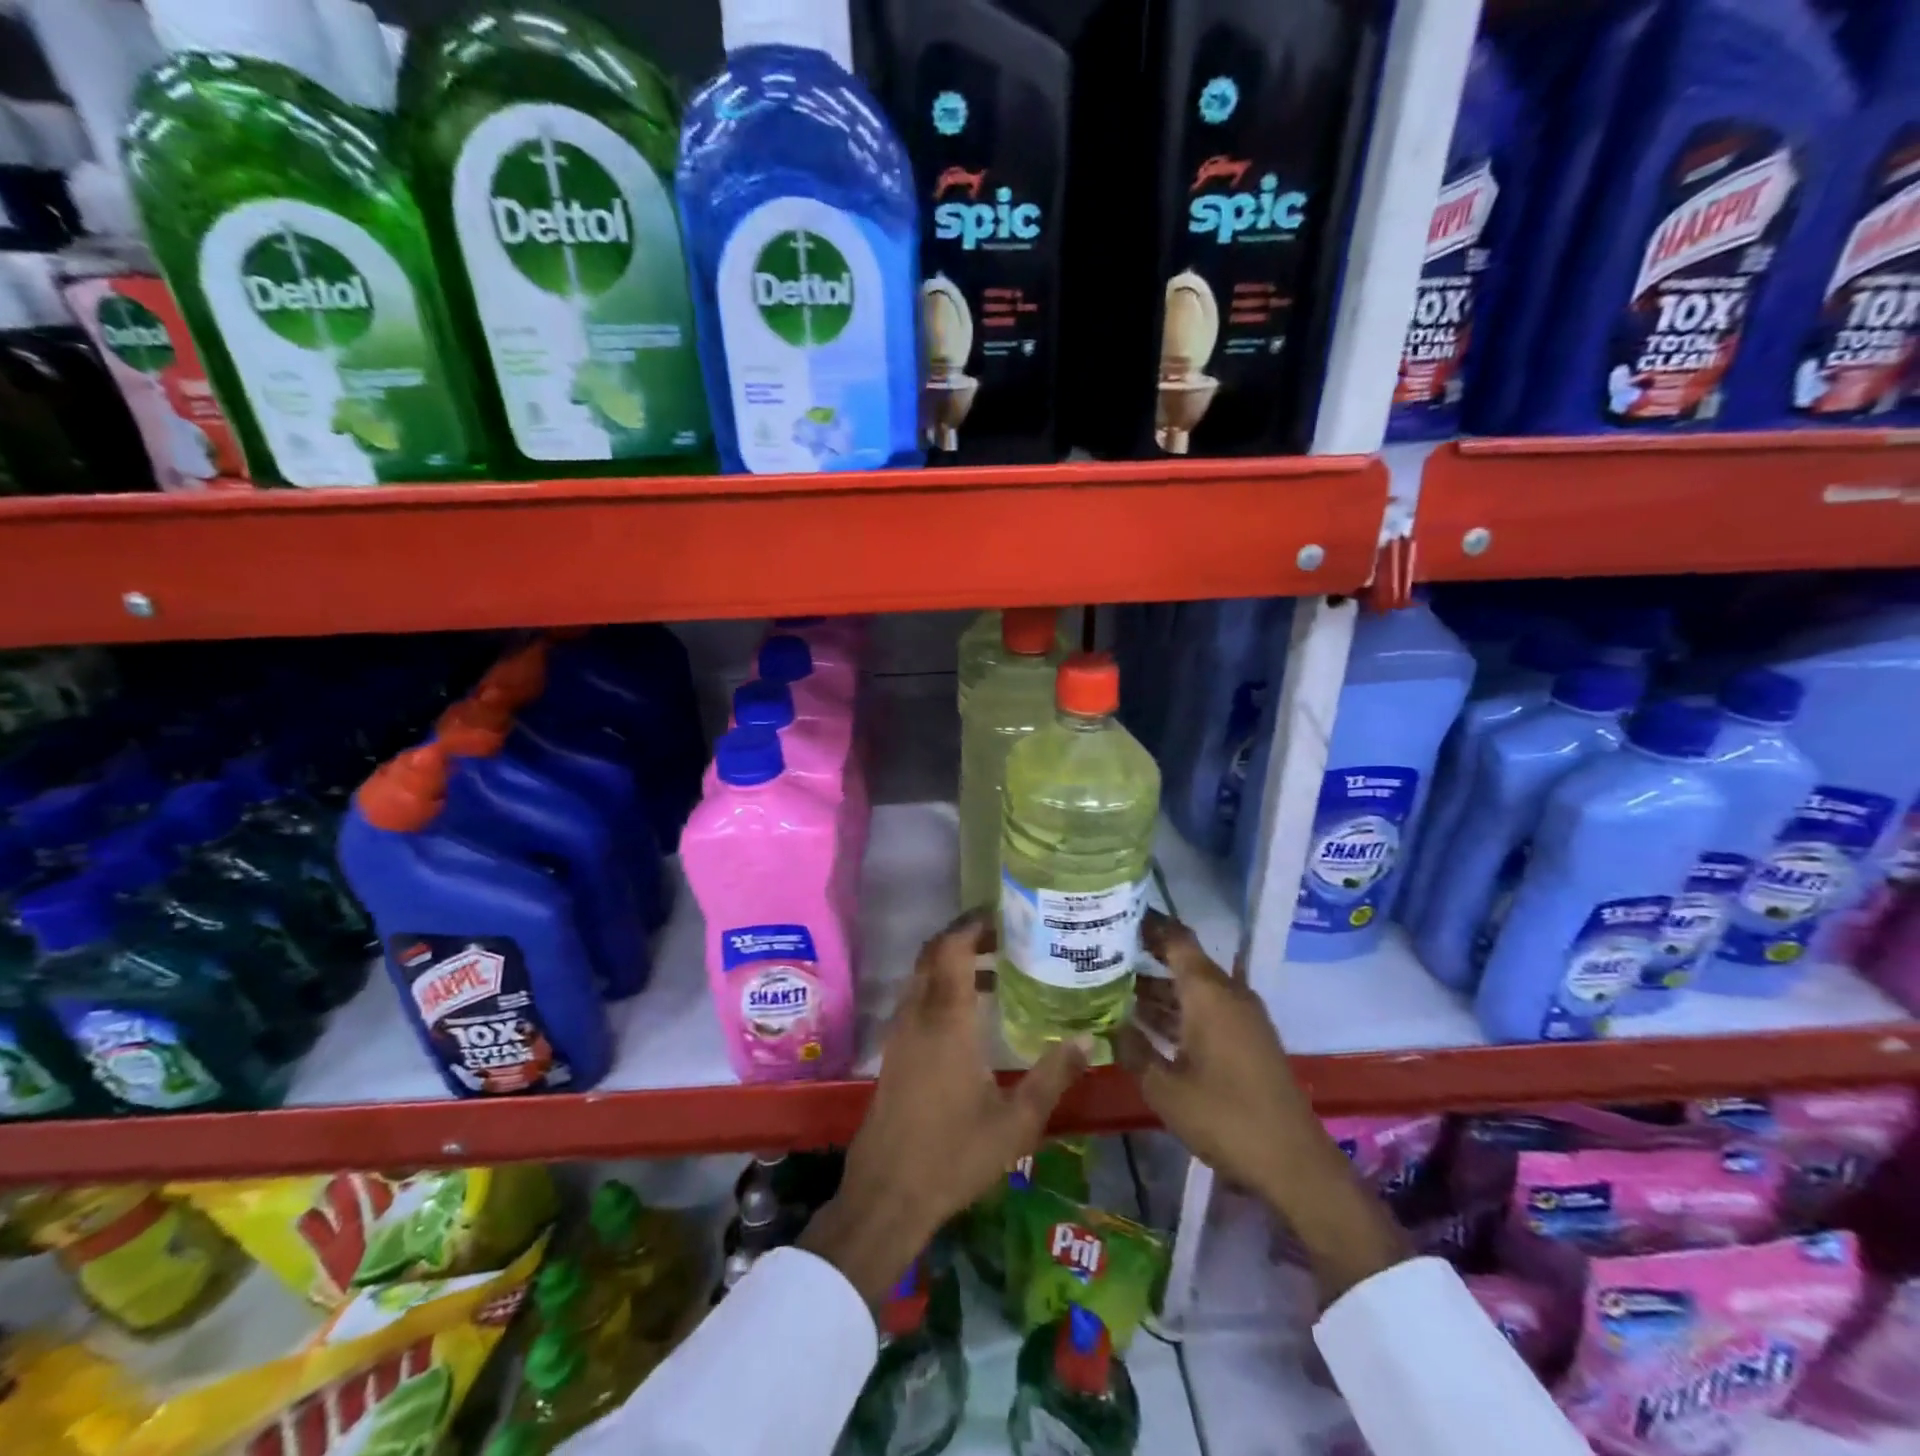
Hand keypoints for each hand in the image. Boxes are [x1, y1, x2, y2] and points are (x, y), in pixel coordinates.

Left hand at [801, 911, 1087, 1302]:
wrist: (887, 1193)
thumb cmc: (954, 1155)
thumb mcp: (1016, 1123)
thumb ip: (1052, 1077)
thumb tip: (1086, 1039)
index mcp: (947, 1020)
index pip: (953, 948)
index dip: (974, 923)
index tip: (1005, 913)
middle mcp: (919, 1014)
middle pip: (934, 953)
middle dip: (966, 935)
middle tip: (1008, 933)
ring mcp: (901, 1031)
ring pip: (923, 975)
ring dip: (954, 961)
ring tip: (1000, 966)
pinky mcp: (895, 1050)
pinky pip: (917, 997)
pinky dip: (942, 985)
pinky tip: (973, 1012)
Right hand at [1112, 911, 1318, 1200]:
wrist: (1294, 1164)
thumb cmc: (1225, 1118)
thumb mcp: (1164, 1088)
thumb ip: (1132, 1049)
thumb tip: (1107, 1023)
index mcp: (1208, 992)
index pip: (1175, 938)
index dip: (1146, 922)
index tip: (1114, 913)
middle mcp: (1227, 993)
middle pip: (1182, 960)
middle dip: (1144, 954)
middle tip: (1101, 951)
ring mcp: (1241, 1017)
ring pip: (1192, 987)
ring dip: (1158, 987)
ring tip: (1111, 985)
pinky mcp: (1247, 1039)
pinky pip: (1206, 1008)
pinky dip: (1177, 1009)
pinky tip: (1145, 1023)